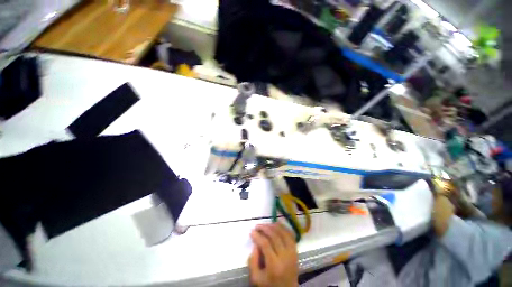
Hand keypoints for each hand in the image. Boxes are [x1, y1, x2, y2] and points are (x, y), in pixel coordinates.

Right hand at [248, 223, 297, 286]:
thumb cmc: (270, 285)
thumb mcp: (256, 278)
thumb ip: (252, 261)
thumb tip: (255, 244)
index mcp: (274, 265)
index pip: (265, 244)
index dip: (258, 236)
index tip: (252, 231)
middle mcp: (285, 257)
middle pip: (274, 236)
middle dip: (265, 228)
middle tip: (258, 226)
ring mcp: (292, 253)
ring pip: (283, 233)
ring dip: (274, 226)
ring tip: (266, 224)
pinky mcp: (296, 251)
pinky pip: (290, 235)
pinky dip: (284, 228)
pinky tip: (277, 225)